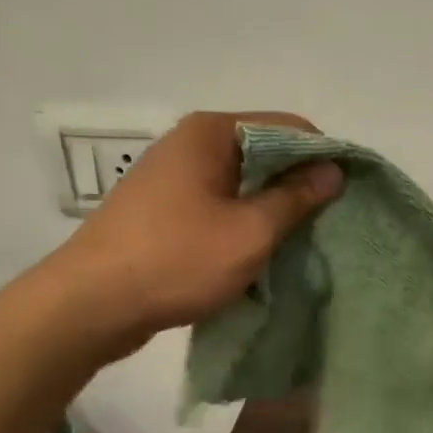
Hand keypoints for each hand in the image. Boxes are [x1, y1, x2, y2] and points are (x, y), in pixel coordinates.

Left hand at [49, 111, 341, 358]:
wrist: (87, 305)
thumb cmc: (175, 260)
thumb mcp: (250, 231)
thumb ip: (296, 197)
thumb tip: (333, 170)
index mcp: (212, 132)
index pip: (288, 127)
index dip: (322, 157)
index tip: (345, 195)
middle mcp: (190, 142)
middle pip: (263, 151)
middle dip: (296, 184)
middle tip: (325, 223)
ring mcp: (171, 174)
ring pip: (240, 180)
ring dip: (269, 206)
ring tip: (295, 241)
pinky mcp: (161, 206)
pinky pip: (217, 202)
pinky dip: (241, 220)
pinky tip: (255, 251)